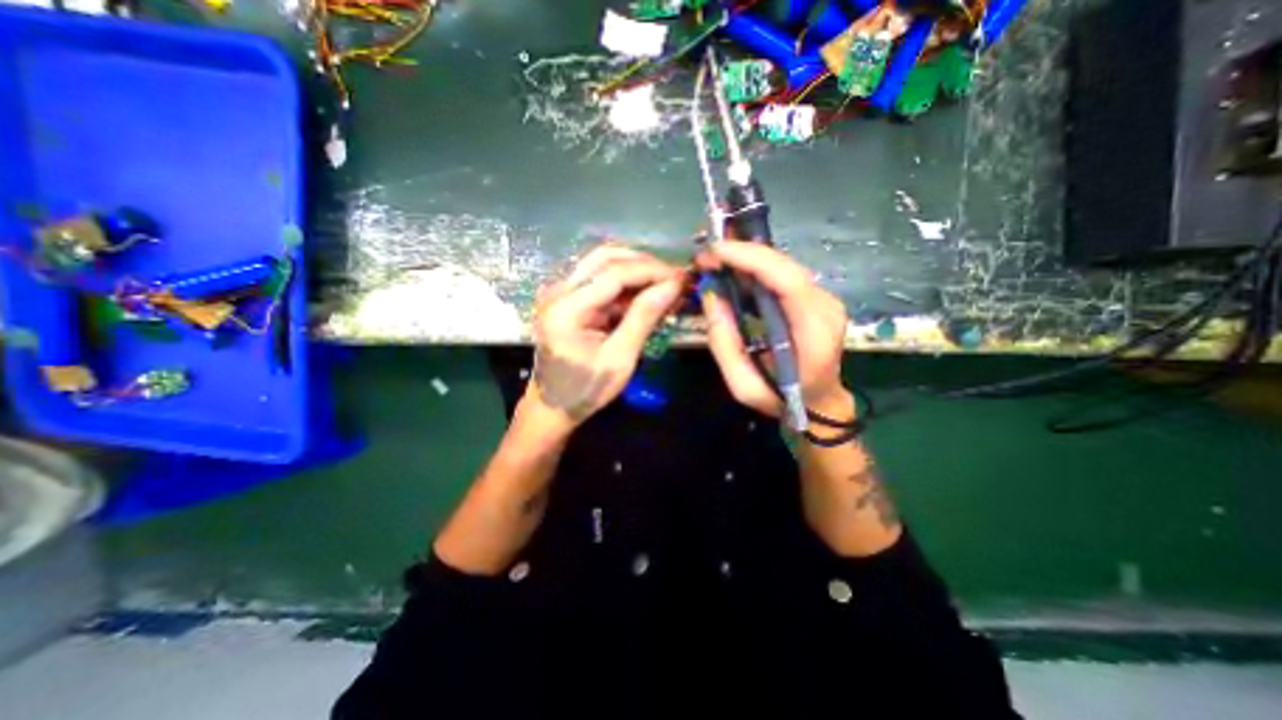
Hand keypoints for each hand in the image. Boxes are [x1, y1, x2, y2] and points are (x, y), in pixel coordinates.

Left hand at [525, 245, 684, 430]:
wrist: (553, 406)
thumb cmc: (585, 389)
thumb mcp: (620, 358)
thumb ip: (643, 317)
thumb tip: (672, 286)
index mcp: (566, 308)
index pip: (614, 273)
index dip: (651, 271)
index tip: (681, 278)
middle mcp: (558, 291)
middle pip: (605, 258)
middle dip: (644, 265)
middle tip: (674, 279)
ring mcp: (560, 293)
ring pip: (603, 265)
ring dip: (636, 272)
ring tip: (664, 286)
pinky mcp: (568, 299)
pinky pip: (600, 281)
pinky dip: (626, 286)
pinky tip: (646, 296)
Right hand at [692, 241, 847, 417]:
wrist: (820, 404)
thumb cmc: (782, 400)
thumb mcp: (743, 385)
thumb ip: (723, 341)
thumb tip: (710, 294)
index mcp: (813, 331)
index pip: (787, 280)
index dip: (750, 258)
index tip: (714, 252)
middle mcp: (825, 307)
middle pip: (784, 266)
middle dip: (742, 254)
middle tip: (706, 257)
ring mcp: (825, 299)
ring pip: (783, 266)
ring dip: (747, 260)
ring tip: (715, 264)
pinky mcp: (816, 298)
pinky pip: (783, 276)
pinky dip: (756, 271)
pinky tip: (734, 275)